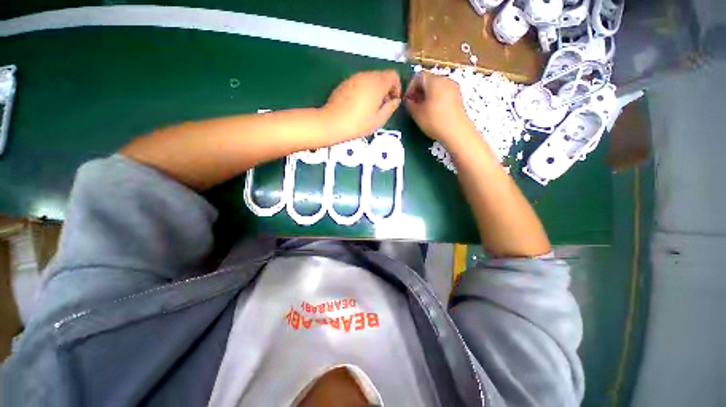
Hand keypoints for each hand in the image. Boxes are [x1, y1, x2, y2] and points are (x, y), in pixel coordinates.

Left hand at [322, 70, 401, 141]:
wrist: (332, 123)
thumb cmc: (358, 123)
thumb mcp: (379, 120)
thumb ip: (390, 108)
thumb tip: (395, 101)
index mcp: (377, 83)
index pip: (393, 75)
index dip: (397, 88)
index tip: (392, 102)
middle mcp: (366, 76)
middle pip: (382, 76)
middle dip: (386, 89)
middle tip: (382, 107)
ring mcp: (354, 78)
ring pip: (370, 79)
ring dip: (374, 90)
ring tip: (370, 107)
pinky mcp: (344, 83)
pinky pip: (359, 82)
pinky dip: (364, 90)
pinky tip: (358, 105)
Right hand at [405, 72, 474, 143]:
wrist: (457, 132)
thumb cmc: (434, 121)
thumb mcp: (417, 114)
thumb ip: (409, 104)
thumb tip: (408, 101)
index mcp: (434, 81)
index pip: (418, 76)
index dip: (410, 87)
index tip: (407, 100)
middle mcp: (445, 80)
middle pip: (428, 80)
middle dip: (418, 92)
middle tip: (413, 105)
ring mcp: (454, 88)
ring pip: (436, 87)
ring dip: (427, 96)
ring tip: (422, 110)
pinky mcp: (458, 97)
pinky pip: (443, 93)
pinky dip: (436, 99)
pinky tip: (433, 112)